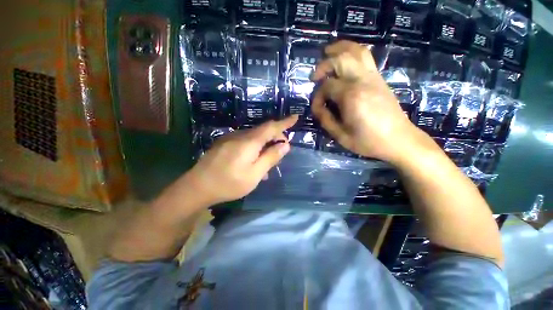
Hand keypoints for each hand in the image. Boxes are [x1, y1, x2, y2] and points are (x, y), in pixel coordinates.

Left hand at [186, 115, 297, 204]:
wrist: (197, 187)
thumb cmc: (229, 183)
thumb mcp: (255, 174)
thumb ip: (270, 157)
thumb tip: (285, 145)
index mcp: (249, 142)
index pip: (271, 127)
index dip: (285, 122)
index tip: (295, 117)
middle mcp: (240, 135)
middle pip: (263, 131)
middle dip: (276, 137)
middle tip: (282, 151)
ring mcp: (231, 138)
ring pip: (254, 137)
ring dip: (264, 145)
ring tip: (268, 161)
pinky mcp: (224, 143)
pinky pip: (245, 142)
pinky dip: (254, 148)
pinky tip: (253, 161)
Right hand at [310, 41, 419, 162]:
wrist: (399, 140)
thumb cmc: (368, 141)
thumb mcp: (341, 135)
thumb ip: (325, 119)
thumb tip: (317, 107)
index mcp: (351, 96)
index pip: (327, 86)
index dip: (317, 96)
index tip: (317, 108)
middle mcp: (362, 81)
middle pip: (341, 59)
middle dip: (324, 65)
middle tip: (314, 77)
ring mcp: (373, 78)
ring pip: (357, 51)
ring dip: (340, 48)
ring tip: (328, 51)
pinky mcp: (379, 79)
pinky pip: (366, 58)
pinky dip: (353, 52)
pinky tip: (345, 59)